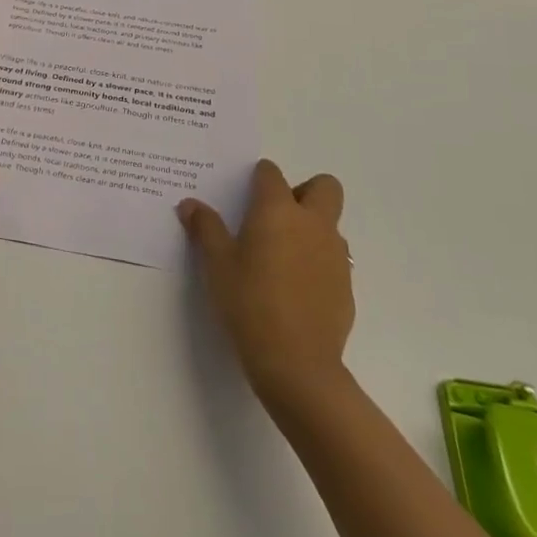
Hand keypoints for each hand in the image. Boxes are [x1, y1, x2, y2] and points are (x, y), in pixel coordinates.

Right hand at [179, 159, 353, 407]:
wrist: (297, 363)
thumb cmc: (249, 303)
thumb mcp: (216, 265)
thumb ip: (205, 228)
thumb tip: (190, 204)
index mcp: (278, 210)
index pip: (271, 173)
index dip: (257, 178)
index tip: (243, 195)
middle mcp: (313, 223)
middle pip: (323, 186)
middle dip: (303, 191)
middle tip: (275, 217)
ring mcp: (336, 254)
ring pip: (330, 223)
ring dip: (311, 228)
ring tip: (281, 257)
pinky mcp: (346, 285)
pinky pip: (333, 258)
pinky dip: (317, 261)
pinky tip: (295, 289)